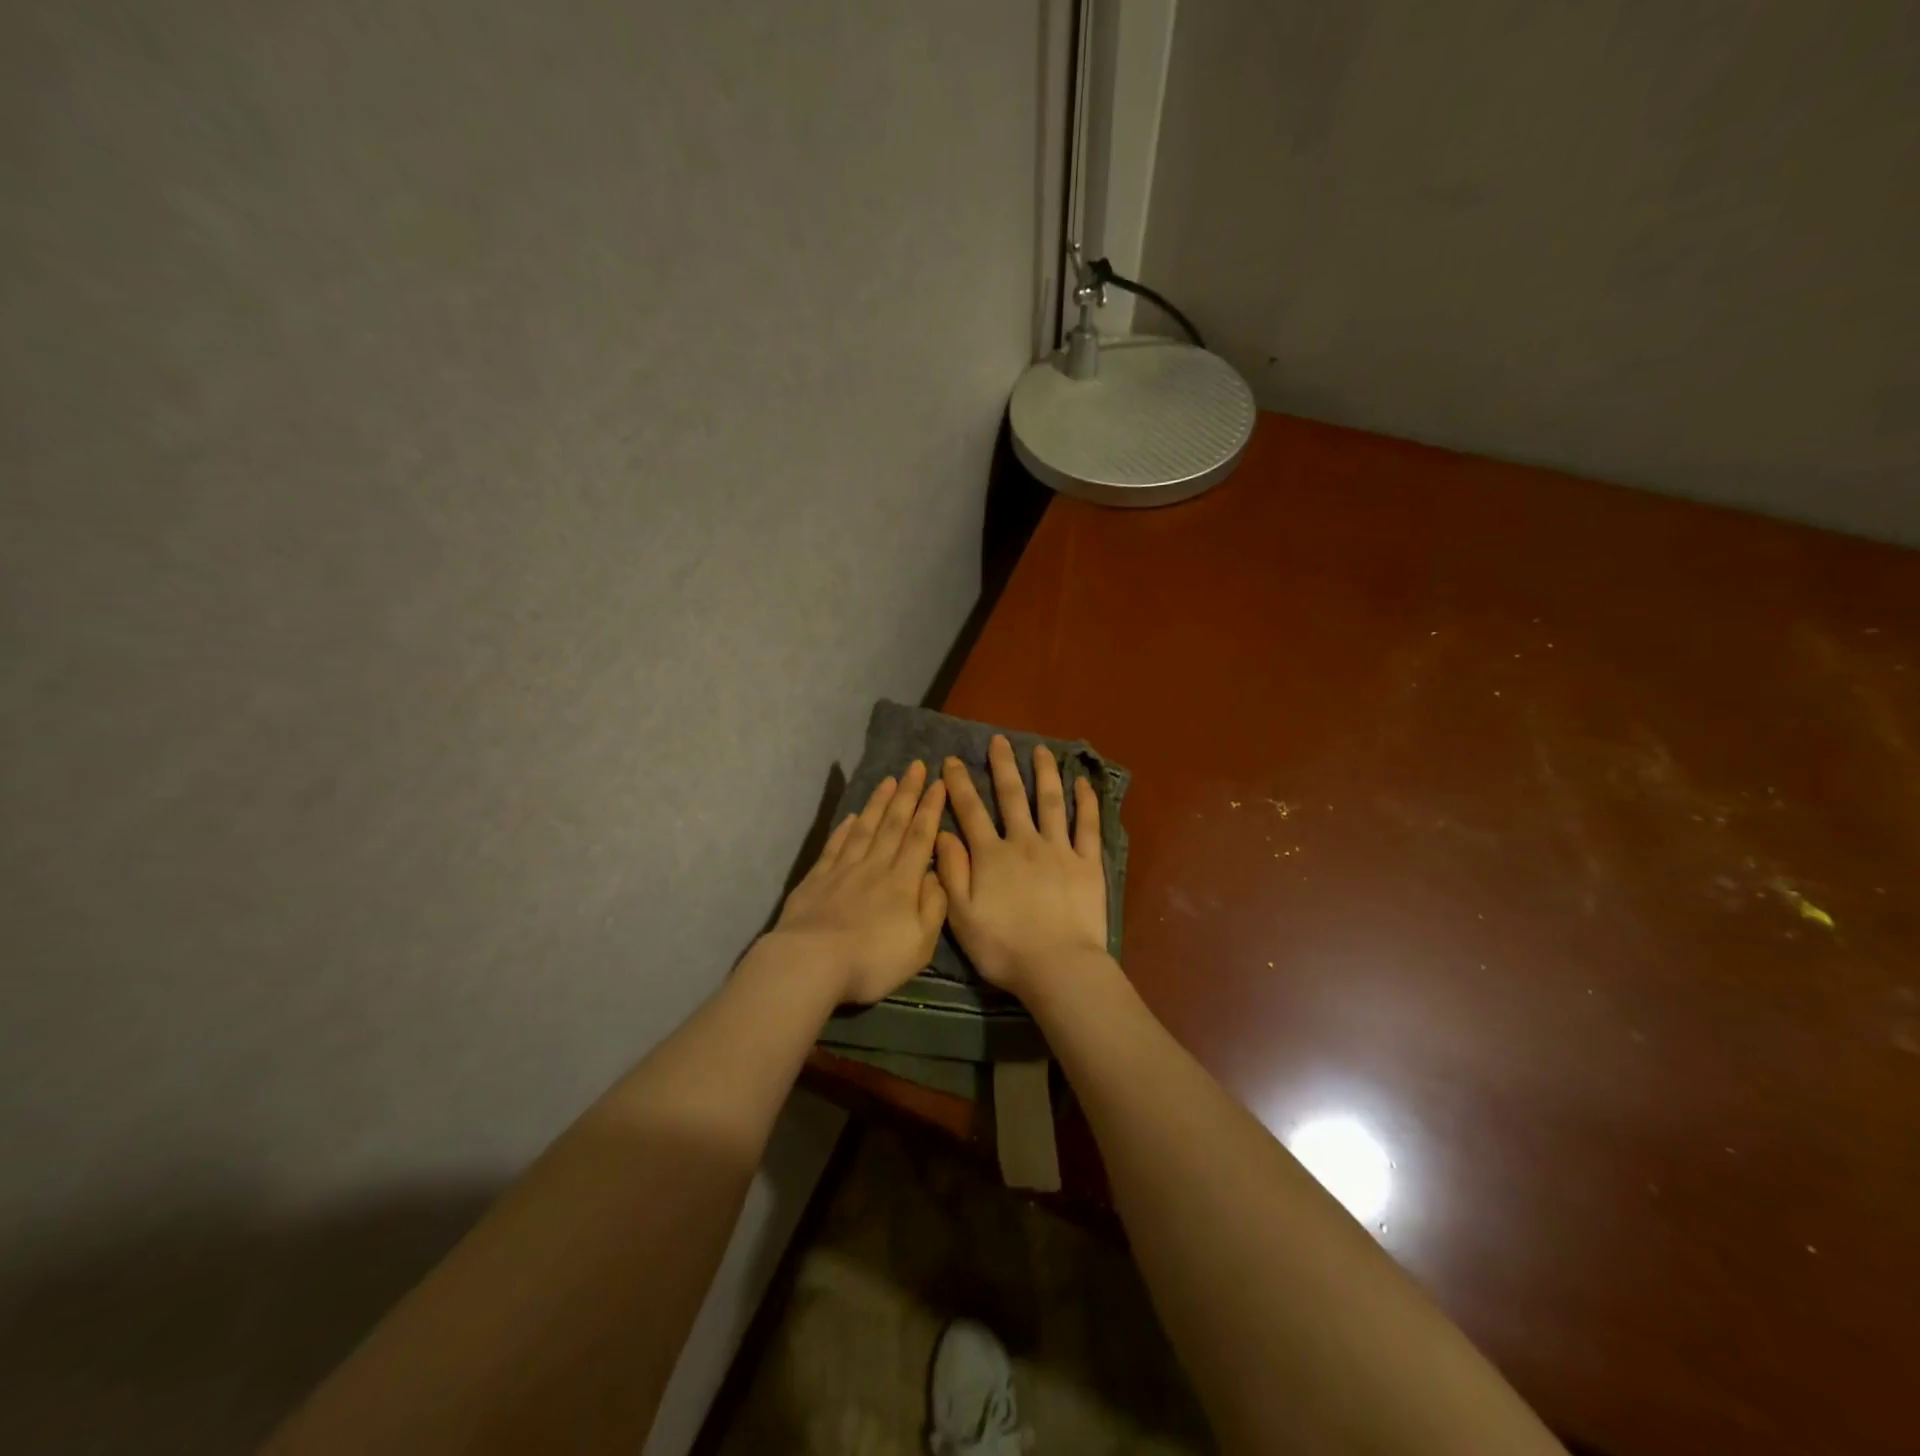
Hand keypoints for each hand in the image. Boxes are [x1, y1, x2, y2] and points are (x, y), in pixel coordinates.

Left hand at [770, 761, 948, 1004]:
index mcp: (903, 882)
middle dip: (907, 794)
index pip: (921, 837)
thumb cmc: (873, 960)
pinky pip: (835, 847)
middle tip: (915, 766)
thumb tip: (937, 875)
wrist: (812, 963)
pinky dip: (844, 830)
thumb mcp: (920, 943)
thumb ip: (933, 907)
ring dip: (878, 803)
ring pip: (864, 828)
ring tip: (888, 781)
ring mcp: (842, 871)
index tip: (938, 783)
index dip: (930, 809)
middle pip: (893, 824)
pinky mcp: (816, 880)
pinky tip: (850, 818)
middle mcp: (875, 868)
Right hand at [935, 736, 1107, 998]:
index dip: (960, 784)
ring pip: (1050, 802)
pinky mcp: (1087, 864)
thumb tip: (942, 833)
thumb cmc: (1004, 948)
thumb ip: (951, 872)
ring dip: (1044, 773)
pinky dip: (1085, 802)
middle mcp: (1024, 843)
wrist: (1058, 967)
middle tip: (998, 740)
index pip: (971, 811)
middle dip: (1002, 766)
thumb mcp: (961, 916)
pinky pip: (1087, 826)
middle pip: (1011, 797)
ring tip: (1040, 750)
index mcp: (991, 856)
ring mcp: (1059, 850)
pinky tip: (1082, 783)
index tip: (953, 760)